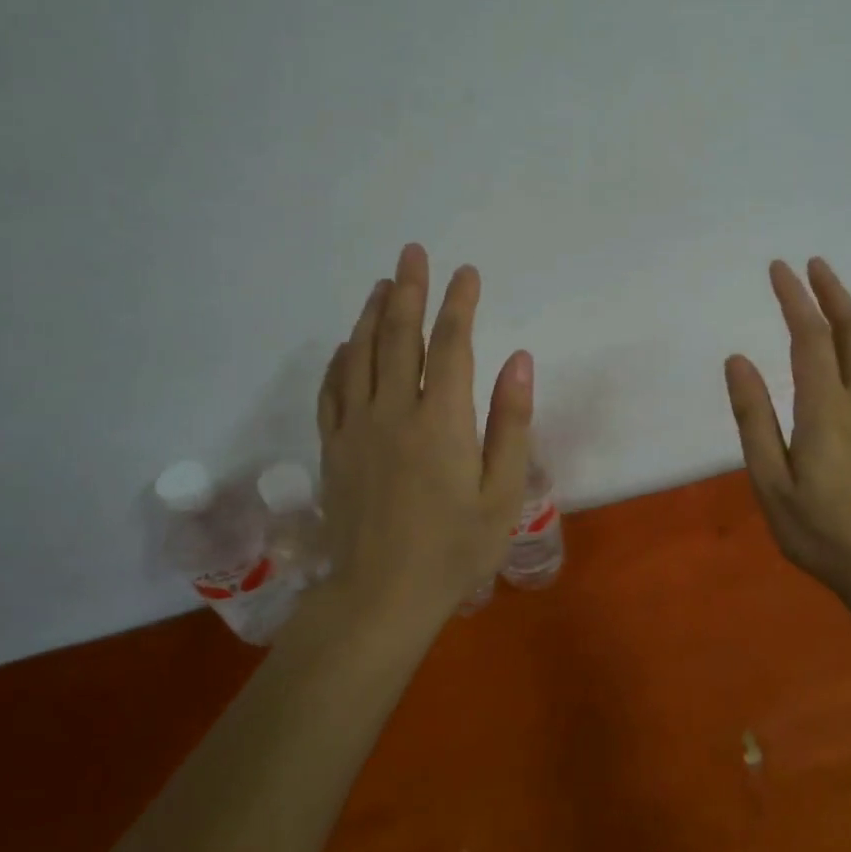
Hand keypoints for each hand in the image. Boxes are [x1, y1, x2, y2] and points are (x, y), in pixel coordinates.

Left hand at [317, 244, 531, 613]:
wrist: (381, 598)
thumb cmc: (455, 549)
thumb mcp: (502, 492)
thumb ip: (510, 422)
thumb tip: (518, 358)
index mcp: (440, 421)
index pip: (450, 345)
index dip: (459, 304)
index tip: (467, 272)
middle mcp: (393, 412)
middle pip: (398, 336)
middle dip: (409, 290)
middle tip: (412, 253)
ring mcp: (356, 428)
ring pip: (359, 355)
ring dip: (372, 314)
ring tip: (383, 284)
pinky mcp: (333, 448)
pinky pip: (332, 390)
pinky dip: (340, 360)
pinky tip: (346, 344)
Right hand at [725, 258, 850, 602]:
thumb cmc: (821, 532)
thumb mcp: (771, 483)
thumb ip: (754, 419)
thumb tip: (738, 360)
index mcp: (827, 410)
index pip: (811, 337)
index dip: (795, 299)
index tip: (779, 269)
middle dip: (832, 292)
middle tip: (813, 266)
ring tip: (834, 295)